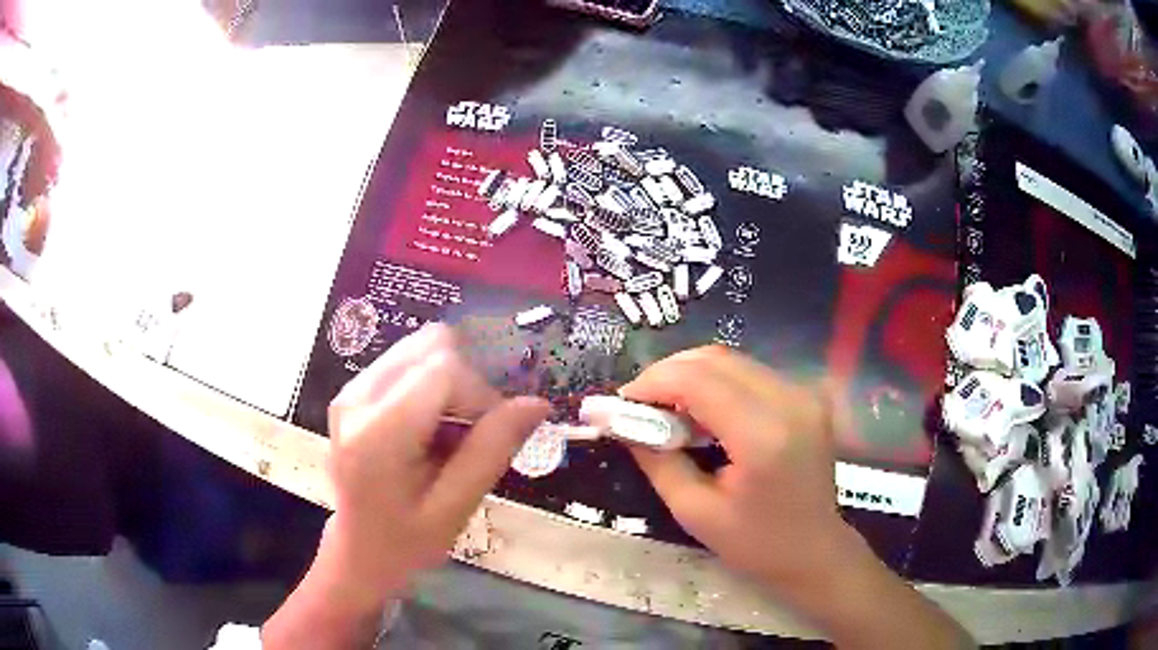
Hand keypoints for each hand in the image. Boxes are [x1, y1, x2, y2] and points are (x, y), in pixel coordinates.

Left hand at [323, 323, 548, 605]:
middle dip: (465, 382)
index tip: (491, 433)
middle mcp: (357, 398)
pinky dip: (430, 386)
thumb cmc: (406, 541)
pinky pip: (405, 363)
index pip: (444, 370)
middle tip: (471, 431)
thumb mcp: (455, 506)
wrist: (358, 550)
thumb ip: (493, 450)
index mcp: (378, 432)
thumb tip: (537, 403)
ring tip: (449, 432)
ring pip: (419, 348)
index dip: (480, 394)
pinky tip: (429, 428)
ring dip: (448, 383)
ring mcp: (350, 390)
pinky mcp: (352, 391)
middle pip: (431, 347)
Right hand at [622, 346, 973, 647]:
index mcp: (764, 435)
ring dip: (690, 376)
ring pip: (731, 360)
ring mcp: (803, 394)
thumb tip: (621, 422)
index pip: (697, 380)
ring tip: (665, 410)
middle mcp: (789, 401)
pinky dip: (715, 383)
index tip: (621, 404)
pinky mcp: (806, 396)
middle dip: (667, 374)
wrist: (815, 551)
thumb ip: (656, 459)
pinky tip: (701, 411)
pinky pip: (749, 373)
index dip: (652, 383)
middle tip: (639, 406)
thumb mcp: (694, 511)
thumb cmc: (755, 544)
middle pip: (714, 359)